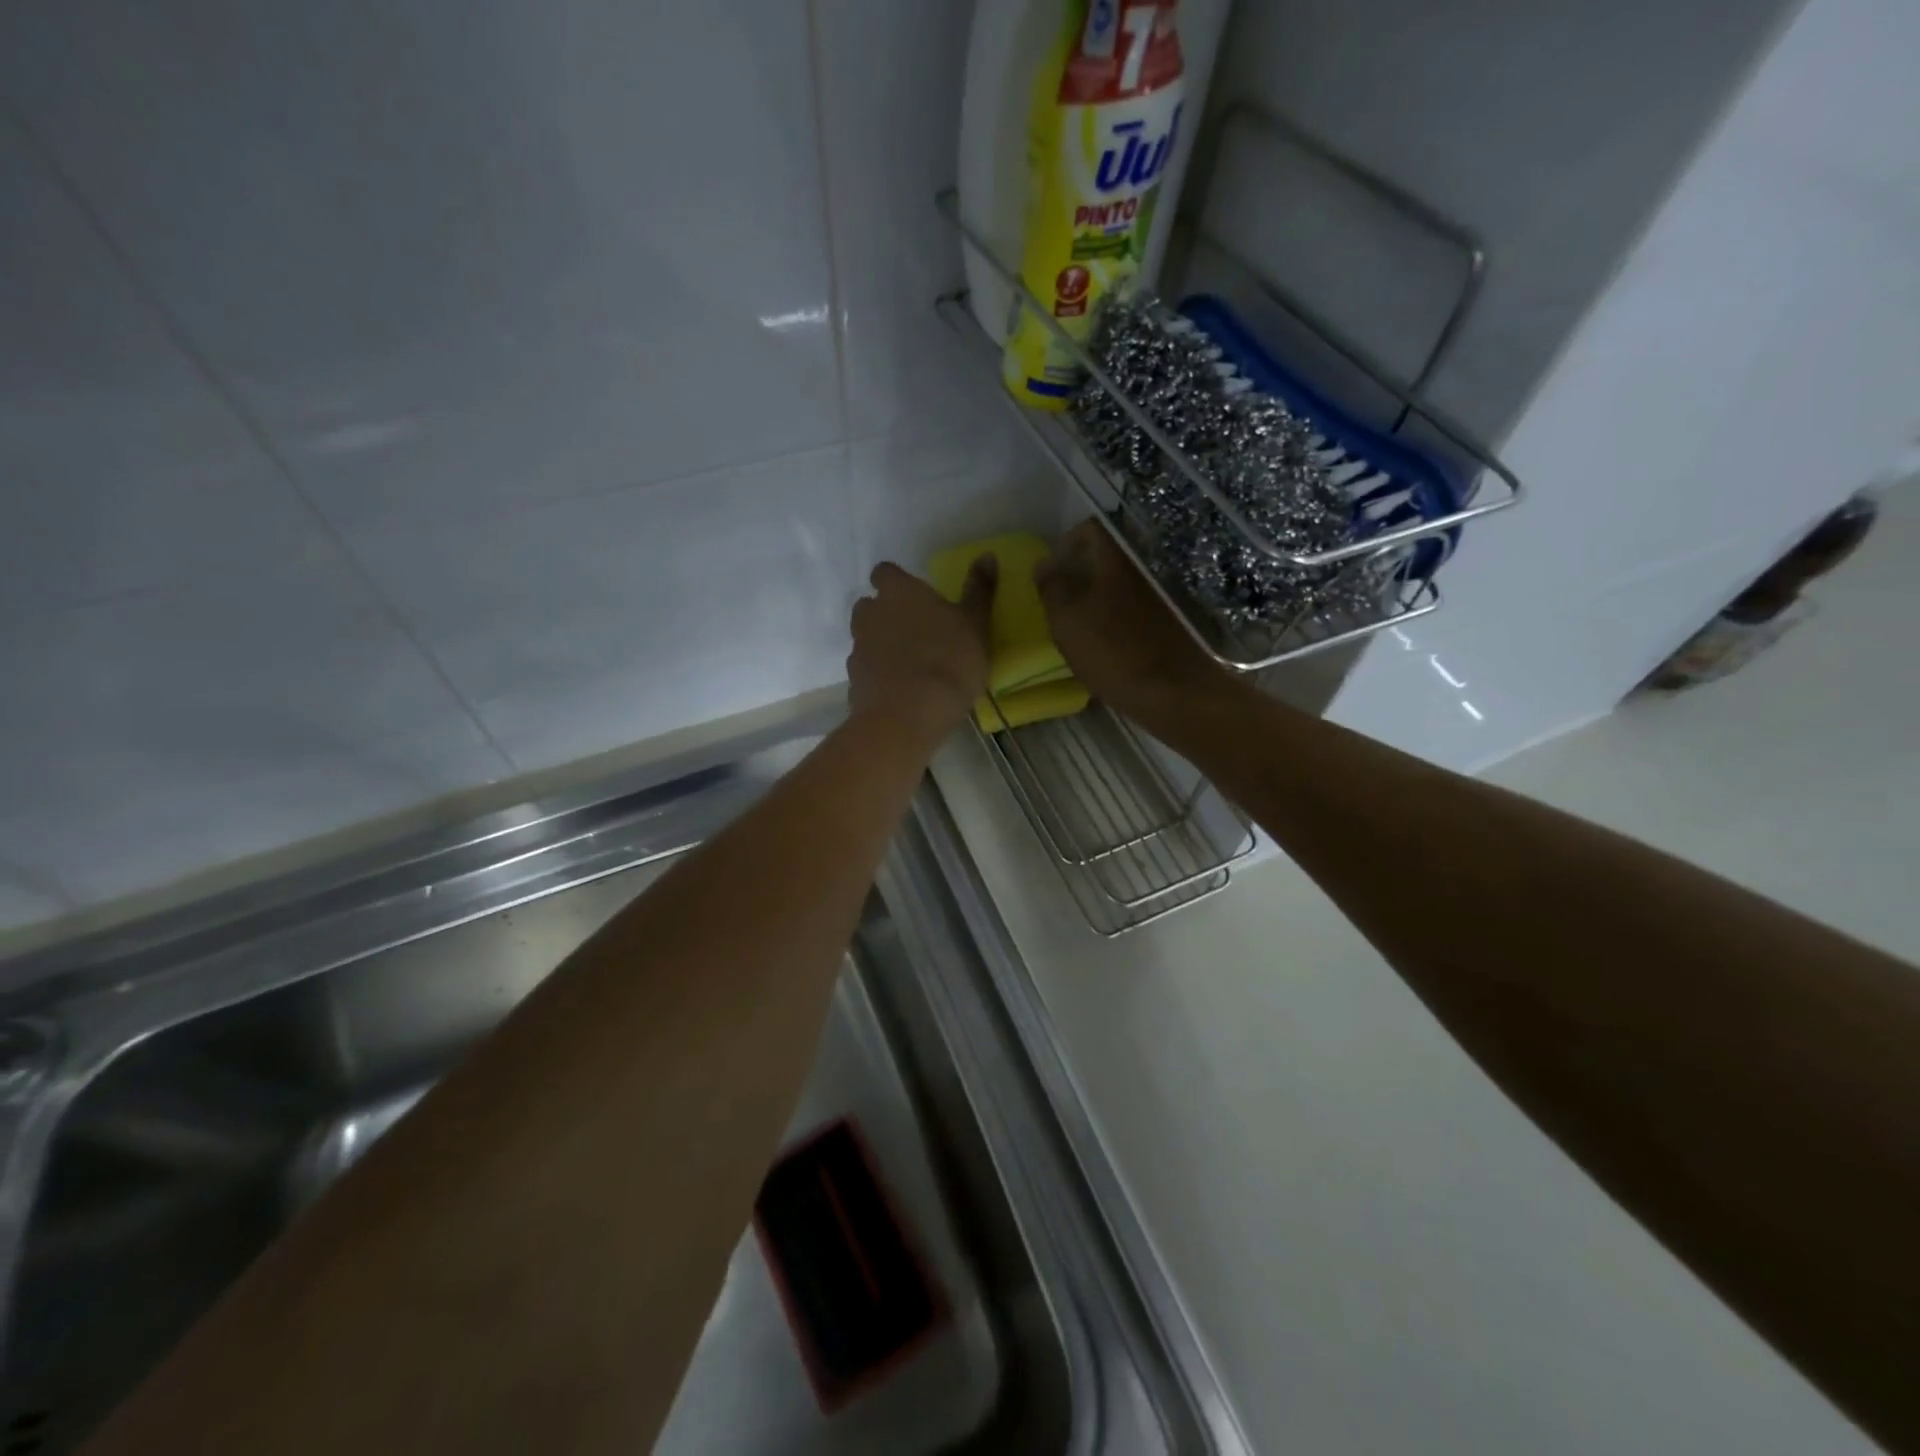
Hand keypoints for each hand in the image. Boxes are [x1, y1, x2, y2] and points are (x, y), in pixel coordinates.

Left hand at [848, 558, 994, 740]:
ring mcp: (858, 648)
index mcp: (898, 592)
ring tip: (909, 664)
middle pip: (870, 605)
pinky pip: (866, 670)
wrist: (908, 716)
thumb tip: (987, 555)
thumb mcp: (975, 625)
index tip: (914, 595)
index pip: (885, 572)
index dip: (897, 581)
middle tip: (914, 630)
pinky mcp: (853, 682)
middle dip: (885, 613)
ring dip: (881, 644)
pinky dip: (878, 675)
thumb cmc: (949, 661)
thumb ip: (978, 590)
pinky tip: (899, 690)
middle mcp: (871, 613)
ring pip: (865, 637)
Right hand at [1036, 520, 1223, 724]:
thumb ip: (1052, 588)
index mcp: (1115, 562)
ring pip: (1117, 584)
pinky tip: (1101, 644)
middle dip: (1078, 572)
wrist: (1172, 691)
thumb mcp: (1066, 621)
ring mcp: (1156, 597)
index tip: (1050, 569)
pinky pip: (1129, 608)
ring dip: (1093, 597)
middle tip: (1057, 599)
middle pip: (1105, 557)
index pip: (1091, 529)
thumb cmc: (1112, 652)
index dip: (1066, 541)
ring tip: (1075, 625)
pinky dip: (1111, 616)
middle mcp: (1139, 571)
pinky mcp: (1164, 623)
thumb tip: (1043, 565)